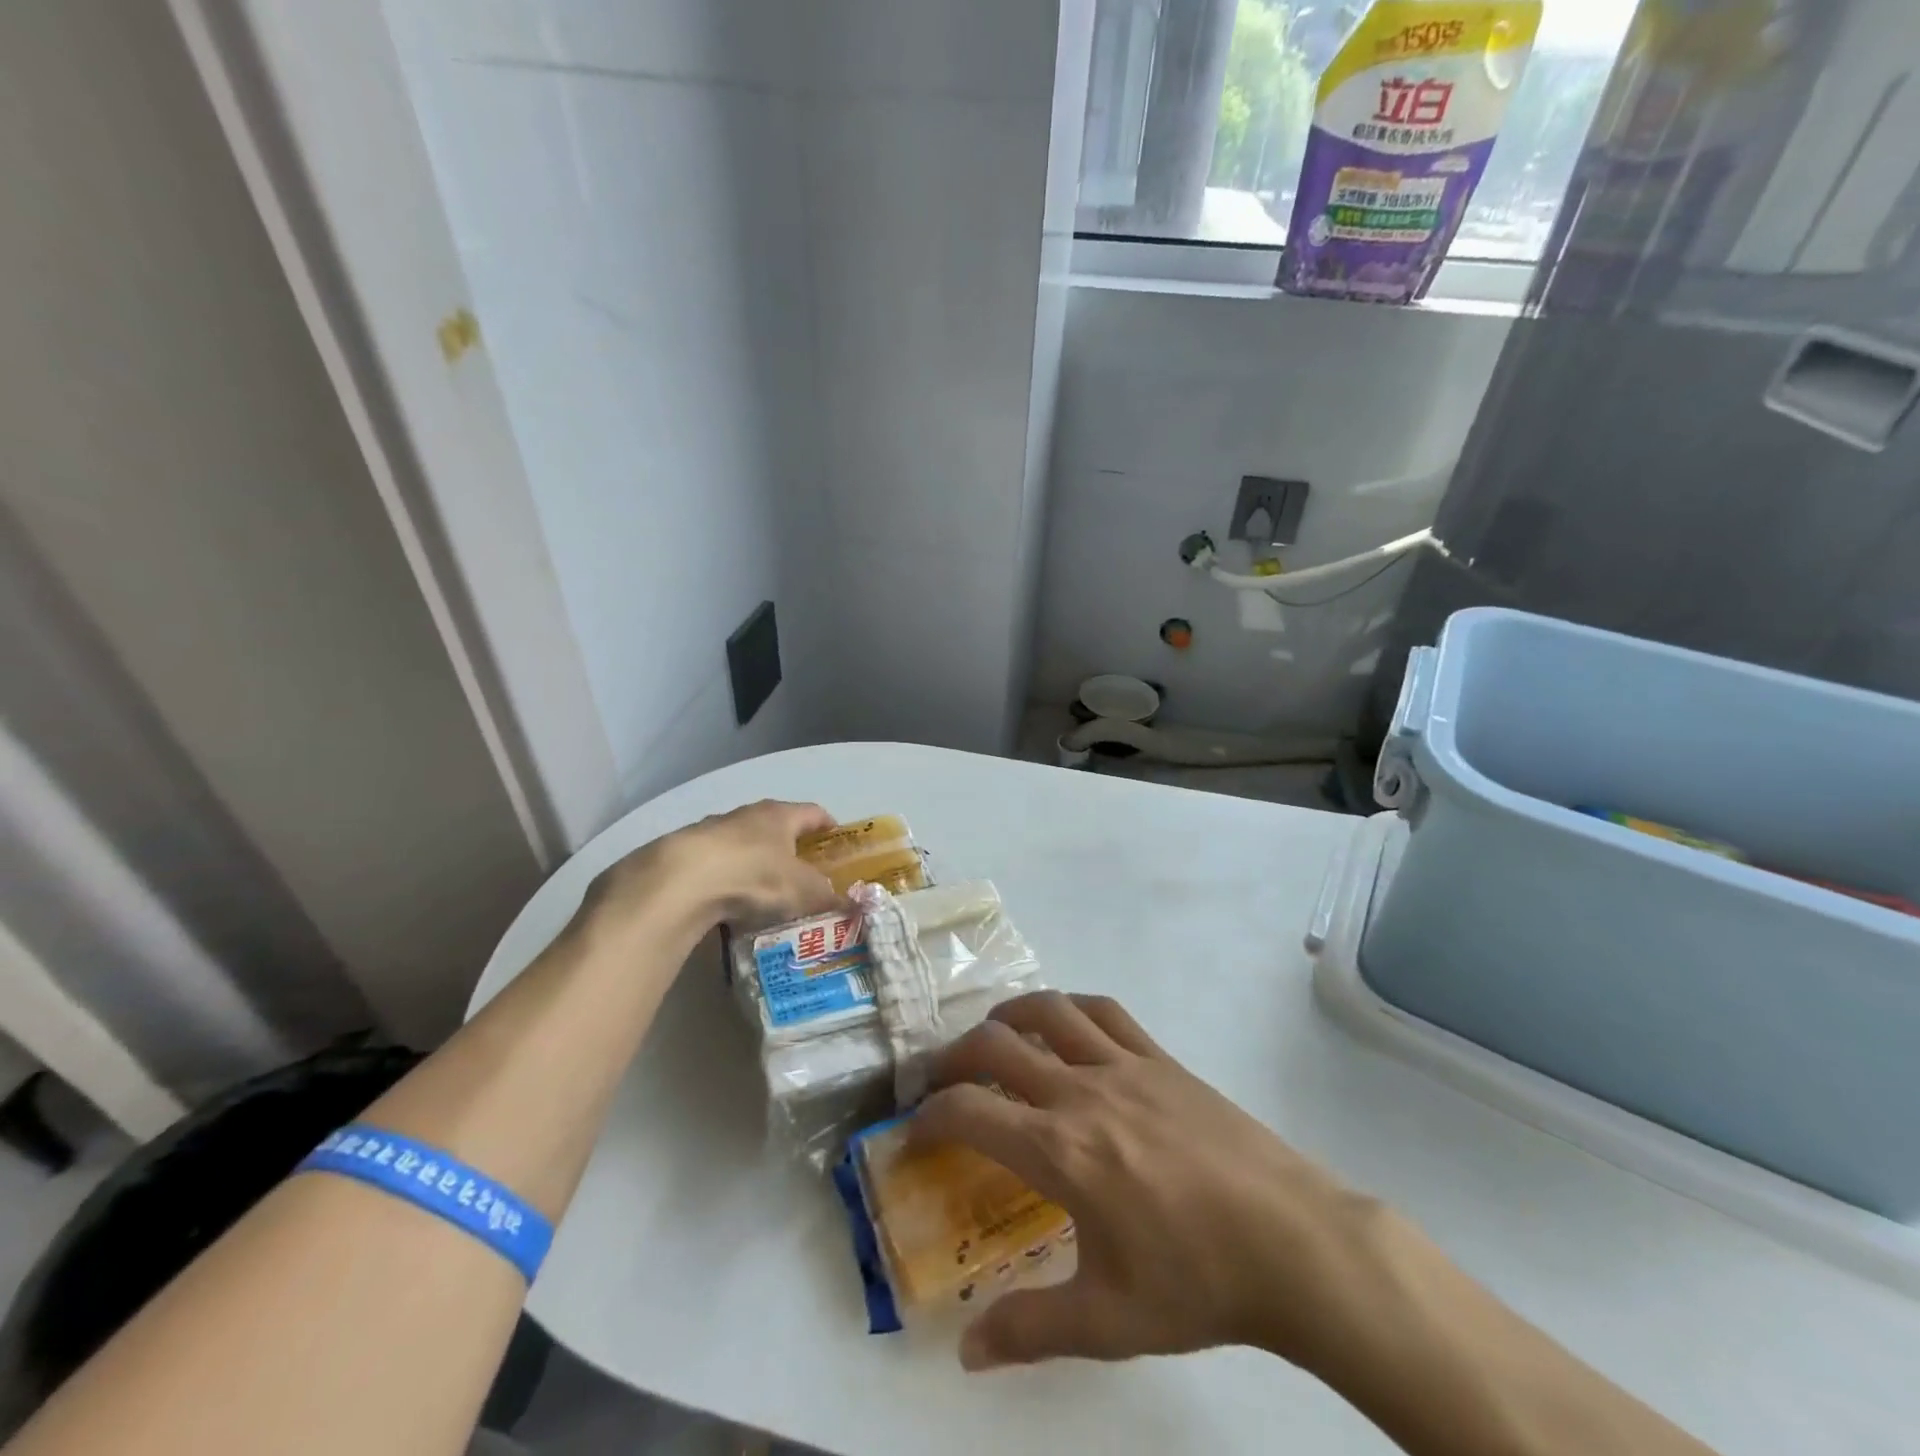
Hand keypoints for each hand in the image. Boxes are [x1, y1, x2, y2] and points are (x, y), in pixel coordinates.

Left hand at [581, 800, 841, 935]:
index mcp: (781, 815)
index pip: (813, 812)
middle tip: (804, 872)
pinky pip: (716, 864)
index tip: (838, 840)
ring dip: (755, 862)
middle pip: (776, 825)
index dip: (828, 825)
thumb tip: (856, 906)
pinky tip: (729, 904)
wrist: (682, 881)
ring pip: (743, 843)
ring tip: (765, 892)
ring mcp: (712, 830)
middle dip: (791, 846)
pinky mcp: (685, 853)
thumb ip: (831, 898)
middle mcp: (748, 814)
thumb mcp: (804, 892)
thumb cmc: (756, 876)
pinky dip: (727, 879)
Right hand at [911, 991, 1376, 1373]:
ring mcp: (1124, 1065)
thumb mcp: (1109, 1323)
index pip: (969, 1112)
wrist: (1292, 1242)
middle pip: (996, 1045)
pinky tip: (1065, 1024)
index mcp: (1059, 1151)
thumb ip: (1030, 1330)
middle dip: (954, 1057)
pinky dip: (1071, 1007)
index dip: (930, 1115)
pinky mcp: (1161, 1058)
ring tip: (994, 1035)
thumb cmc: (1197, 1282)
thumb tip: (966, 1353)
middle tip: (941, 1079)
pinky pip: (1105, 1012)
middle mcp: (1081, 1092)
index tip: (915, 1128)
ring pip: (1049, 1012)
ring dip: (1008, 1016)